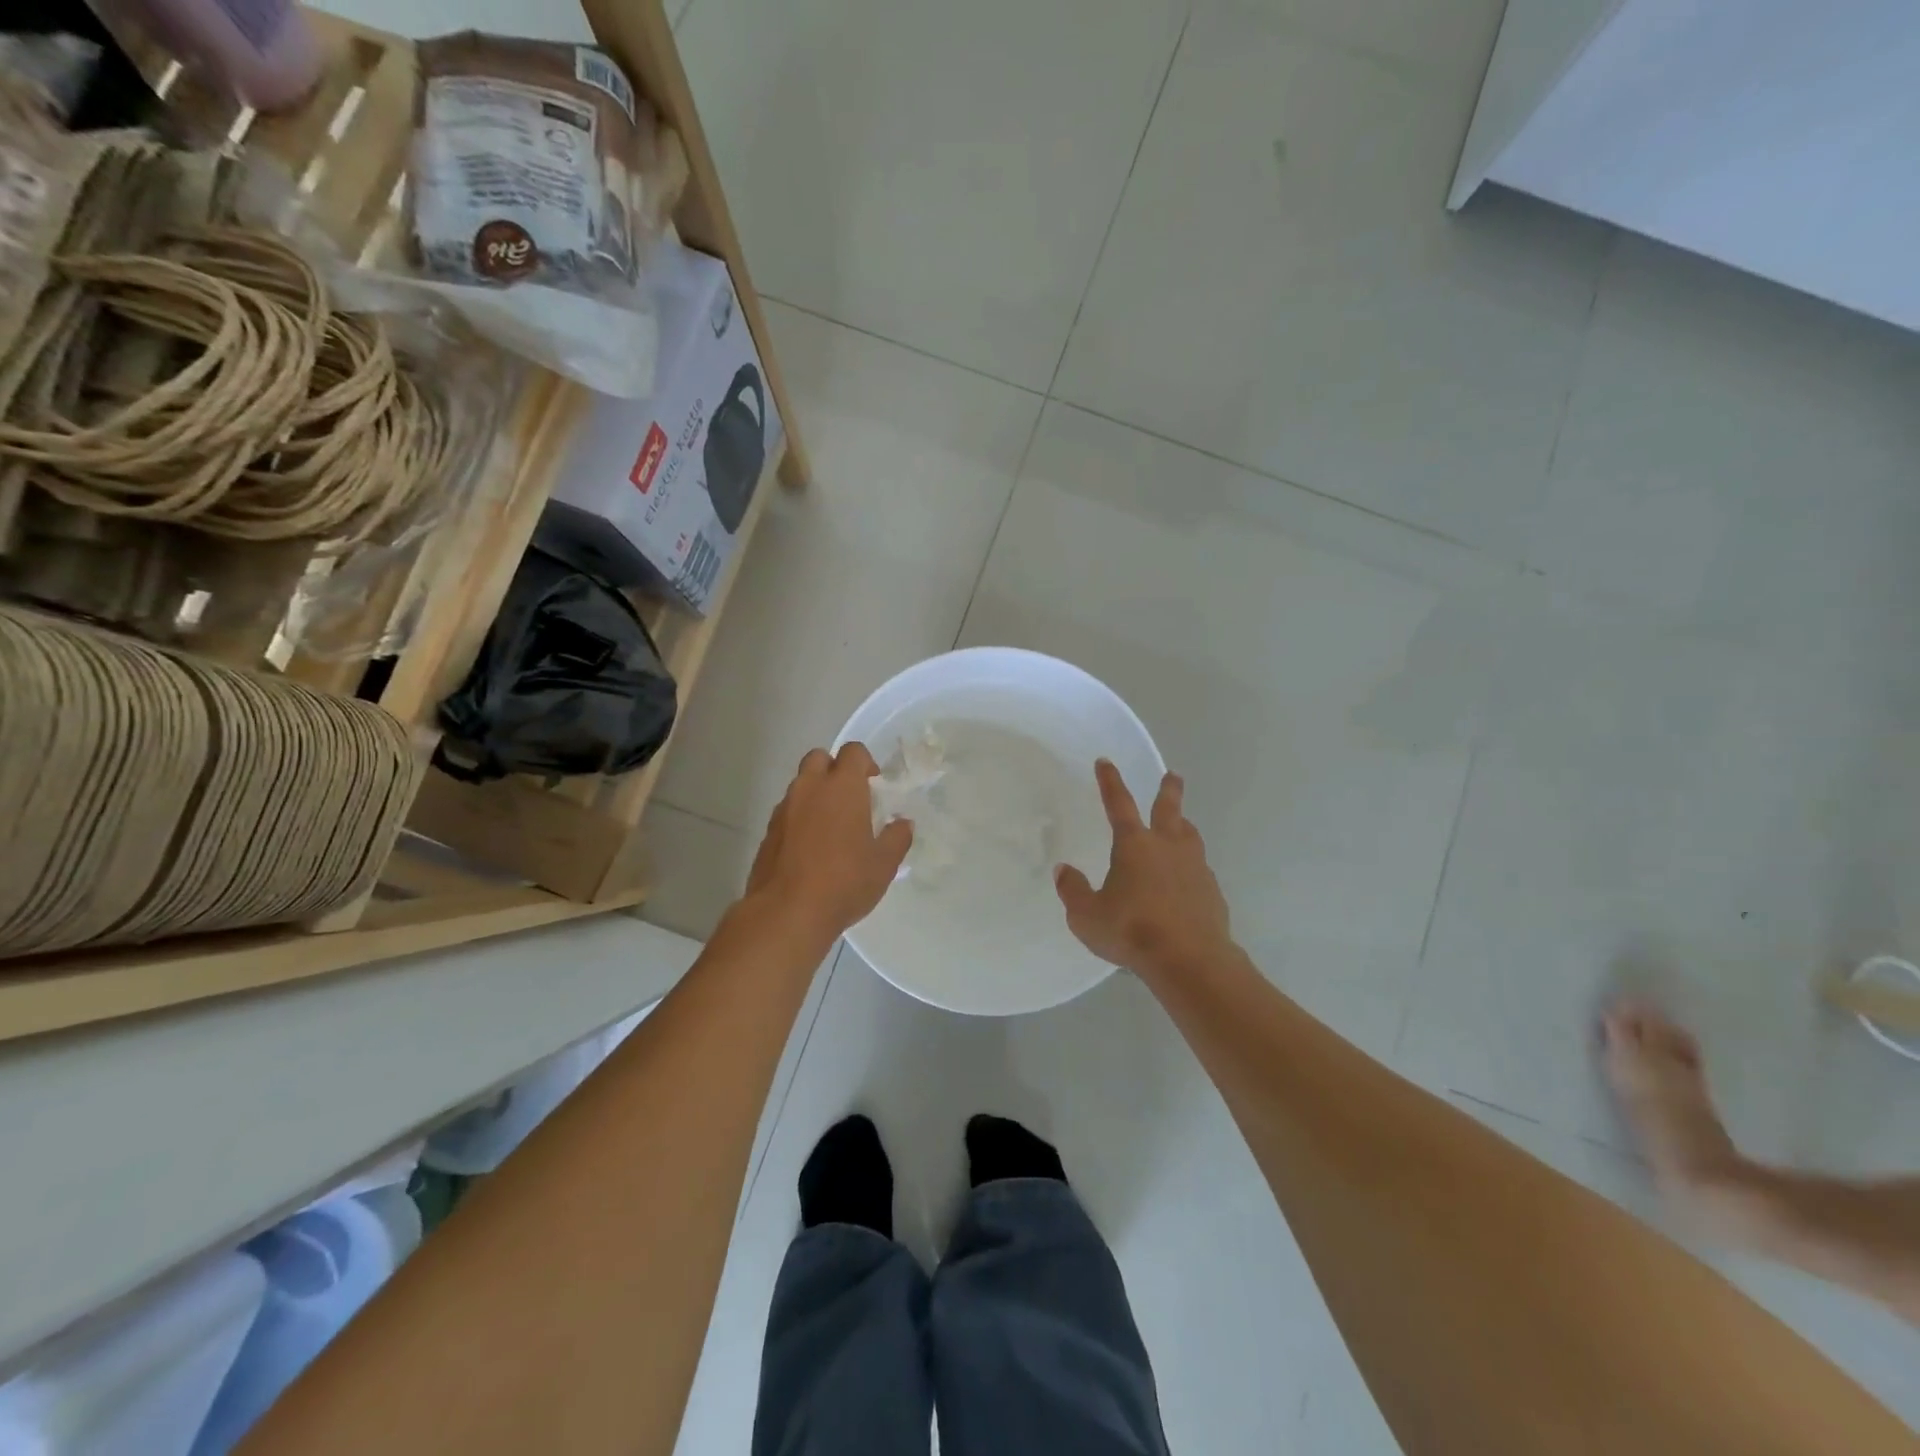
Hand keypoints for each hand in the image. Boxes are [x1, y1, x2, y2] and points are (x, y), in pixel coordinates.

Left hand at [744, 743, 912, 942]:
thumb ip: (897, 838)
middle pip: (819, 758)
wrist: (786, 912)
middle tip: (850, 797)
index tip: (874, 784)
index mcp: (842, 787)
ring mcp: (784, 809)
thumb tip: (903, 823)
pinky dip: (799, 817)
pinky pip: (787, 811)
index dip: (865, 762)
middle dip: (834, 769)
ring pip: (800, 785)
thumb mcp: (883, 864)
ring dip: (816, 794)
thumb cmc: (844, 882)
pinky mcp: (768, 831)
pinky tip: (810, 847)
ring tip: (831, 827)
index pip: (853, 751)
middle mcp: (810, 788)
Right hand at [1055, 760, 1233, 981]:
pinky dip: (1191, 867)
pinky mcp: (1212, 892)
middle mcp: (1167, 847)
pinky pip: (1200, 870)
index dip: (1110, 782)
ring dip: (1184, 825)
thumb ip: (1073, 890)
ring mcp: (1194, 868)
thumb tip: (1063, 870)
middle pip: (1169, 809)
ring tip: (1182, 825)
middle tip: (1173, 775)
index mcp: (1134, 845)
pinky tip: (1187, 880)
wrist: (1189, 960)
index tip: (1106, 762)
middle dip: (1168, 790)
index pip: (1118, 804)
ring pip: (1190, 836)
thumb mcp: (1086, 915)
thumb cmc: (1131, 931)